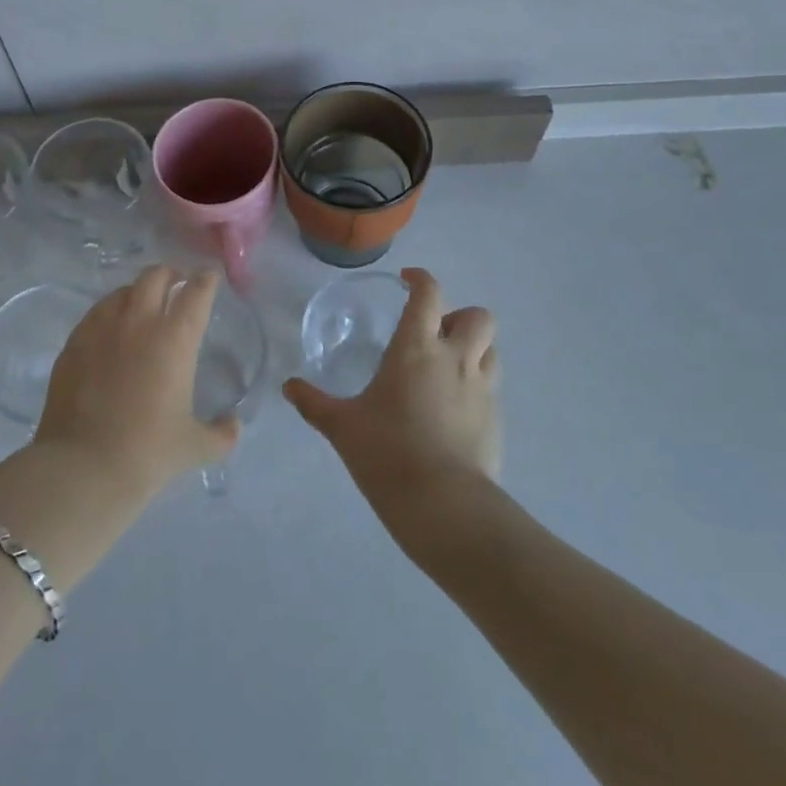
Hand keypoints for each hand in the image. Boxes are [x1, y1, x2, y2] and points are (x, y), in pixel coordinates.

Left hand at [38, 265, 239, 497]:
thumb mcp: (194, 447)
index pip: (196, 293)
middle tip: (176, 285)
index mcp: (174, 339)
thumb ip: (221, 434)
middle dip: (170, 274)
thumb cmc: (146, 453)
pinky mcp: (73, 343)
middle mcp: (139, 323)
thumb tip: (234, 426)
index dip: (206, 280)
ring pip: (122, 291)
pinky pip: (95, 314)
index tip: (210, 278)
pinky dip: (109, 313)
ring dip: (137, 291)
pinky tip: (110, 330)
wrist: (82, 468)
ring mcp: (101, 329)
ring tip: (141, 305)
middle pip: (155, 276)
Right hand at [284, 267, 501, 514]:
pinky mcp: (496, 421)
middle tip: (434, 335)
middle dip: (458, 317)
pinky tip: (453, 411)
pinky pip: (491, 388)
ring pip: (490, 350)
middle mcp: (455, 359)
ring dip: (473, 349)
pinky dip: (476, 387)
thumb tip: (289, 387)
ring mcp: (482, 389)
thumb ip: (314, 403)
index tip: (407, 281)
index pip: (428, 294)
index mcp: (416, 348)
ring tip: (448, 369)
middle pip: (477, 316)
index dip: (420, 279)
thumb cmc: (387, 453)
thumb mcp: (342, 427)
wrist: (444, 506)